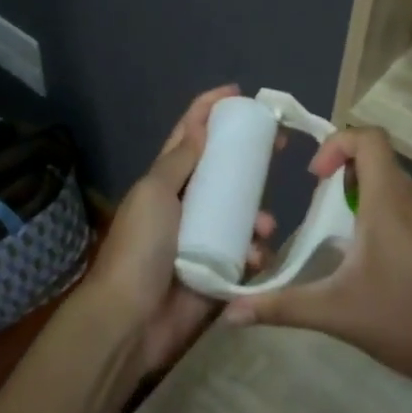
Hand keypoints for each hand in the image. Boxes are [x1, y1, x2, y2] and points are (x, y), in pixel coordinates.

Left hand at [81, 85, 277, 375]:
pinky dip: (255, 253)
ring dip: (257, 215)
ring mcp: (202, 239)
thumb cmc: (140, 248)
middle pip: (222, 172)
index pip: (188, 136)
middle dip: (249, 159)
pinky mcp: (217, 271)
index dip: (209, 110)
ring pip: (240, 213)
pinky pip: (245, 253)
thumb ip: (179, 160)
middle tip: (279, 147)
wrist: (132, 319)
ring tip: (265, 226)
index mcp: (165, 181)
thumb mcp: (154, 193)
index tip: (237, 93)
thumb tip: (201, 124)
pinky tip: (256, 258)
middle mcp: (185, 205)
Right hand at [222, 127, 411, 411]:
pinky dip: (392, 223)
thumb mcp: (339, 314)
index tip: (316, 179)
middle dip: (345, 180)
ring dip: (368, 203)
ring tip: (347, 245)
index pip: (369, 138)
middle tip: (323, 216)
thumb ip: (283, 307)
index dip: (338, 144)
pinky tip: (385, 271)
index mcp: (390, 200)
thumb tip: (230, 314)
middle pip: (380, 164)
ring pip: (398, 190)